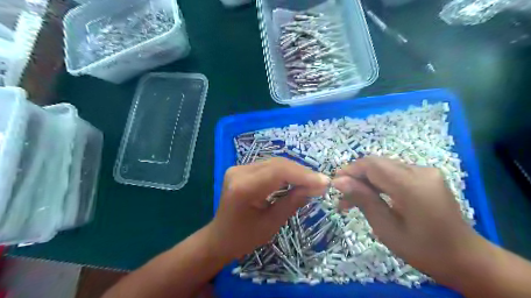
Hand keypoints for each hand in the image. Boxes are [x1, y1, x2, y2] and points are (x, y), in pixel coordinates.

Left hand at [209, 157, 330, 259]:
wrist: (219, 238)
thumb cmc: (244, 238)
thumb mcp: (271, 224)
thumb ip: (293, 202)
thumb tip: (316, 186)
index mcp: (243, 188)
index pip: (278, 172)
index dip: (303, 175)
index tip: (324, 182)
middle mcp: (239, 172)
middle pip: (277, 164)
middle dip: (302, 172)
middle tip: (321, 182)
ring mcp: (239, 168)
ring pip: (274, 163)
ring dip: (295, 171)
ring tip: (312, 181)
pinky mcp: (242, 169)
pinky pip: (269, 167)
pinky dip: (285, 172)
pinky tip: (297, 179)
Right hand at [333, 157, 486, 277]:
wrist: (466, 258)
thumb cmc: (424, 250)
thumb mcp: (387, 229)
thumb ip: (363, 200)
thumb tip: (338, 181)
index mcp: (412, 186)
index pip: (372, 165)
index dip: (350, 171)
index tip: (334, 185)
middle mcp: (421, 171)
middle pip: (377, 163)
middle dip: (356, 177)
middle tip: (341, 197)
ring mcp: (426, 172)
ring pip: (384, 167)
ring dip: (366, 180)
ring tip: (352, 200)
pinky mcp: (426, 176)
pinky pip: (394, 173)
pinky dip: (378, 182)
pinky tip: (371, 196)